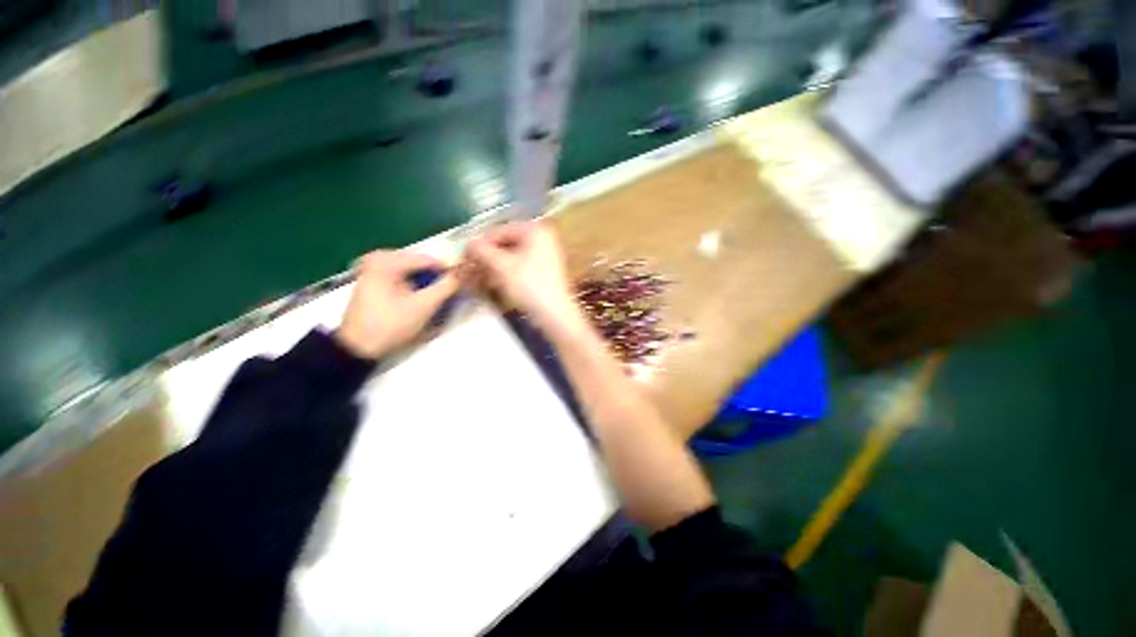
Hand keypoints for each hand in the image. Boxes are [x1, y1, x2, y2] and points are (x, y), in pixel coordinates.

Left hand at [336, 250, 458, 358]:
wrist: (357, 348)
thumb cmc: (391, 325)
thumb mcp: (424, 306)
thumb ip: (446, 287)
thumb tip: (464, 274)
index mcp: (387, 260)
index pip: (429, 260)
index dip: (449, 271)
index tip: (462, 284)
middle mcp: (378, 259)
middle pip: (420, 265)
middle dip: (435, 279)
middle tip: (448, 295)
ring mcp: (373, 270)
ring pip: (412, 273)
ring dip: (426, 285)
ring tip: (435, 301)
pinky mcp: (372, 282)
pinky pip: (402, 278)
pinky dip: (414, 288)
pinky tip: (418, 302)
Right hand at [467, 221, 584, 334]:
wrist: (555, 314)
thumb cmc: (529, 286)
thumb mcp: (502, 267)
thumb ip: (483, 251)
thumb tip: (469, 243)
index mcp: (535, 230)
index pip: (499, 231)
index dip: (480, 244)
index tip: (464, 257)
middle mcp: (542, 238)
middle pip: (506, 244)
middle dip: (486, 257)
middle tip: (469, 269)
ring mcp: (545, 255)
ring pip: (512, 257)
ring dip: (494, 266)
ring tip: (478, 278)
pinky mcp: (545, 272)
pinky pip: (521, 267)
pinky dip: (506, 273)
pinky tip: (493, 284)